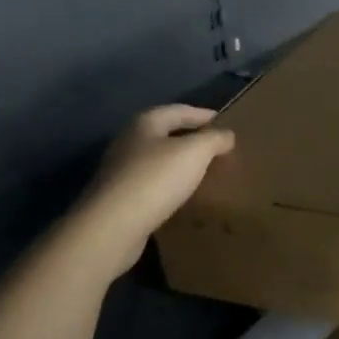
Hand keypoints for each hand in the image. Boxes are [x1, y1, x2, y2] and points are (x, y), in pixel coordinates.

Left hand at [67, 105, 235, 275]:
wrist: (112, 227)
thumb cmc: (156, 179)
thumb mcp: (195, 152)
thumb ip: (214, 139)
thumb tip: (227, 135)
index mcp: (145, 122)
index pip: (180, 110)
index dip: (204, 115)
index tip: (227, 124)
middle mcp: (129, 141)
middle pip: (167, 134)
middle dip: (192, 139)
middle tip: (218, 149)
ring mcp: (120, 171)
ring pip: (158, 160)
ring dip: (180, 164)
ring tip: (205, 172)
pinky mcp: (119, 198)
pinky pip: (152, 184)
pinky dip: (170, 185)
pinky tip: (183, 196)